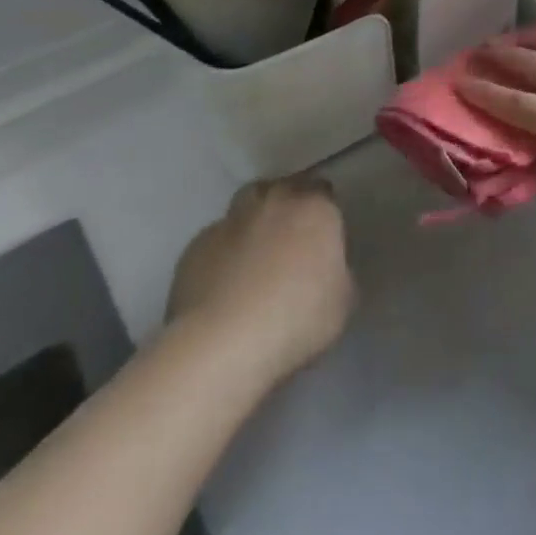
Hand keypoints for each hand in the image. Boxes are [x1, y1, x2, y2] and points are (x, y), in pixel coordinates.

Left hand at [167, 178, 353, 385]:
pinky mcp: (193, 250)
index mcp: (314, 208)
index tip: (323, 234)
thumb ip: (338, 273)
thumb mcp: (342, 300)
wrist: (223, 344)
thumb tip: (326, 271)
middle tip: (289, 238)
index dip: (322, 209)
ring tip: (253, 255)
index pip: (322, 190)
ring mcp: (229, 223)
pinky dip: (221, 254)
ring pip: (243, 207)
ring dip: (251, 221)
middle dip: (285, 206)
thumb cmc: (297, 317)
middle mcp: (273, 203)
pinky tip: (222, 285)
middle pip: (280, 189)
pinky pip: (213, 242)